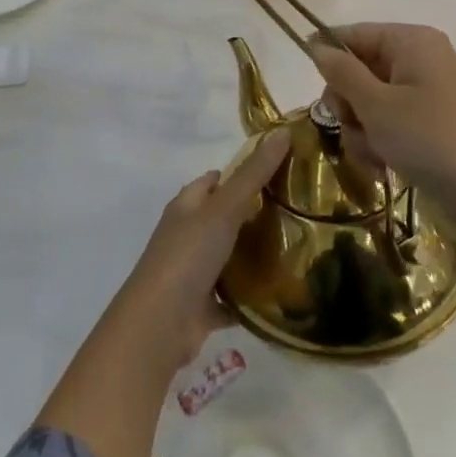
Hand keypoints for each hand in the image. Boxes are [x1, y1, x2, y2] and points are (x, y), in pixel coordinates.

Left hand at [104, 129, 290, 376]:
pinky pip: (231, 298)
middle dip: (252, 214)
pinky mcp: (201, 308)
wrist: (159, 325)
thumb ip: (254, 174)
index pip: (213, 180)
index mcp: (186, 207)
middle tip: (295, 211)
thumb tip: (283, 131)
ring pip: (227, 258)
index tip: (277, 172)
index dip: (240, 172)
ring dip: (252, 256)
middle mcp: (186, 236)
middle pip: (222, 218)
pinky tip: (280, 293)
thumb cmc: (188, 256)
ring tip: (296, 248)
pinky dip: (250, 297)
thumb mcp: (224, 208)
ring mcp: (192, 273)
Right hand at [309, 23, 455, 229]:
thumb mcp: (378, 106)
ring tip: (375, 157)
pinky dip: (381, 144)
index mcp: (410, 41)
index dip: (328, 61)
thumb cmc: (433, 140)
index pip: (353, 35)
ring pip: (369, 103)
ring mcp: (425, 92)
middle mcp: (418, 59)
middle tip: (354, 129)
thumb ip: (342, 73)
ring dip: (362, 132)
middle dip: (349, 107)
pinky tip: (385, 167)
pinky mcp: (430, 122)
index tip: (319, 97)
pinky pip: (389, 123)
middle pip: (358, 71)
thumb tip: (316, 45)